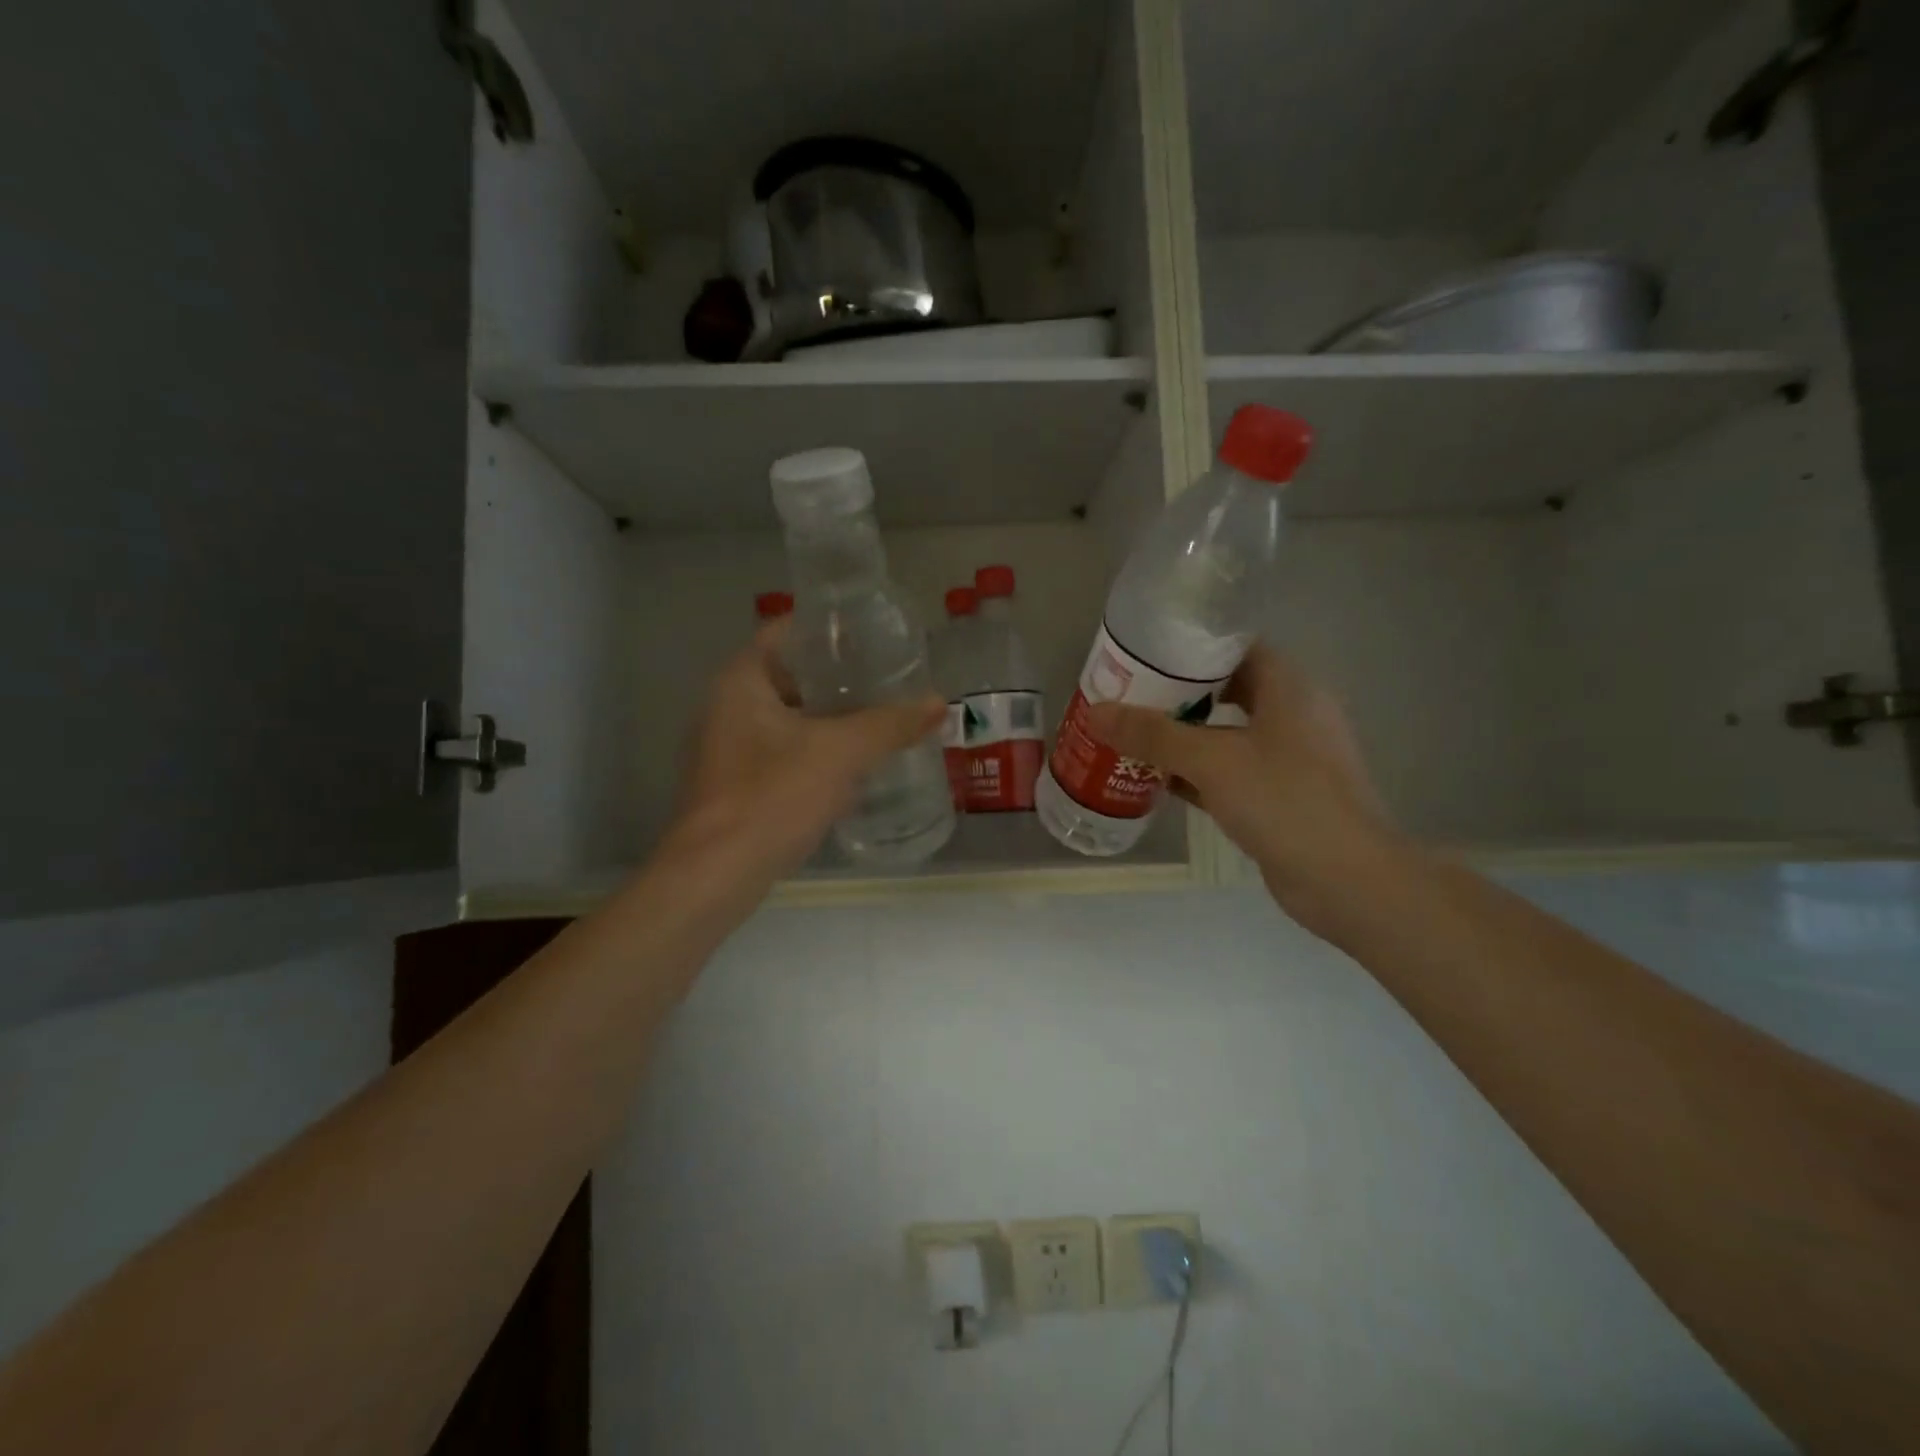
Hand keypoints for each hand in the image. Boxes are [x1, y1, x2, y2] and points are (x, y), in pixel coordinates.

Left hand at [667, 622, 945, 877]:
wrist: (717, 875)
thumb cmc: (773, 796)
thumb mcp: (841, 753)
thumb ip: (890, 724)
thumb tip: (939, 702)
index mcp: (741, 681)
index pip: (786, 631)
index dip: (830, 628)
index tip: (872, 635)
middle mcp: (726, 706)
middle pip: (789, 674)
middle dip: (838, 677)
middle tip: (886, 678)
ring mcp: (727, 747)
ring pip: (788, 716)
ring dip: (829, 716)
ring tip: (879, 716)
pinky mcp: (736, 784)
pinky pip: (783, 751)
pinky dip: (815, 749)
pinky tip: (853, 764)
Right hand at [1086, 645, 1403, 932]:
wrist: (1347, 880)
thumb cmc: (1284, 800)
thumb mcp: (1212, 760)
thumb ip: (1153, 735)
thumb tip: (1096, 712)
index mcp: (1289, 687)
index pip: (1236, 648)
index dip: (1191, 648)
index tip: (1145, 656)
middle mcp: (1292, 715)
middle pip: (1227, 690)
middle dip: (1178, 694)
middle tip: (1129, 696)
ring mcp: (1289, 758)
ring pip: (1226, 734)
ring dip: (1183, 736)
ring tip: (1132, 733)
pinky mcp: (1280, 796)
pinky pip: (1230, 772)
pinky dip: (1196, 773)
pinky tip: (1155, 779)